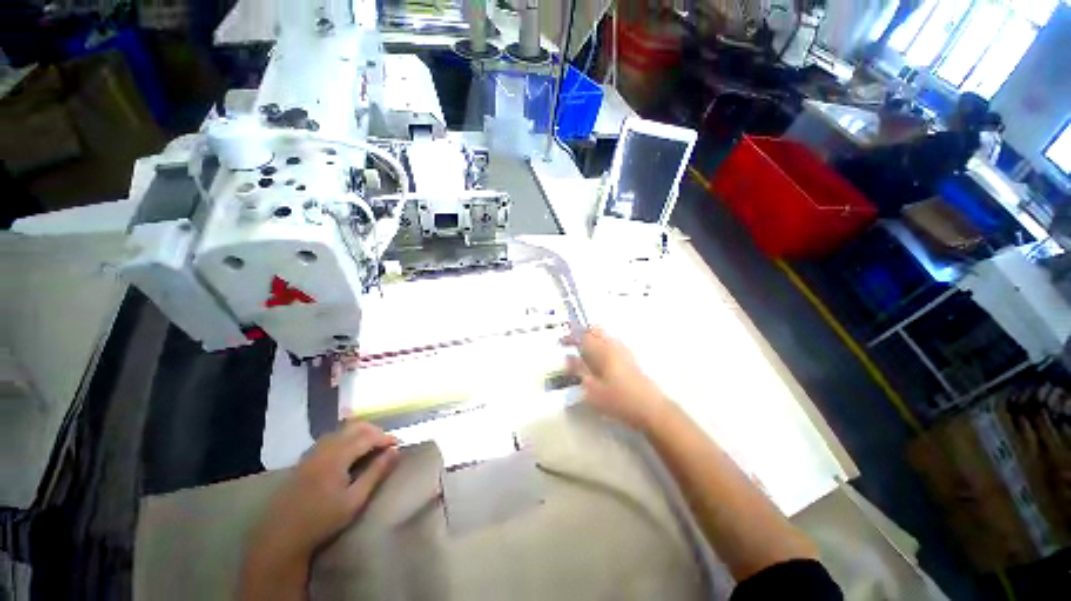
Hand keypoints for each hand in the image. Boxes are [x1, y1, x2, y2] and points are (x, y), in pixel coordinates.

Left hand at [249, 421, 399, 563]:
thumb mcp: (355, 500)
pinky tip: (349, 450)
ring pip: (341, 430)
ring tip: (371, 445)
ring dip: (359, 432)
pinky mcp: (305, 459)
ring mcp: (312, 453)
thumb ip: (376, 472)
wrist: (282, 537)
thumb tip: (395, 451)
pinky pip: (330, 438)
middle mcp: (324, 448)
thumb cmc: (322, 520)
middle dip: (374, 430)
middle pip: (354, 427)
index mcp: (337, 457)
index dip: (385, 437)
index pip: (367, 437)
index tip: (398, 444)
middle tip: (386, 443)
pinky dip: (345, 437)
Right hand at [564, 327, 669, 430]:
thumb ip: (578, 371)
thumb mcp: (591, 388)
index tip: (562, 342)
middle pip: (596, 331)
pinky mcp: (630, 360)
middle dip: (582, 335)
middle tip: (572, 346)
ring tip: (583, 356)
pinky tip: (599, 364)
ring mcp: (624, 351)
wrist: (650, 409)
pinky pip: (612, 346)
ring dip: (592, 341)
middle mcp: (613, 346)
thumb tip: (568, 358)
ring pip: (604, 338)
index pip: (583, 335)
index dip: (571, 336)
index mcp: (602, 350)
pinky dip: (601, 349)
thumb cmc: (618, 399)